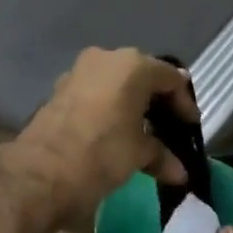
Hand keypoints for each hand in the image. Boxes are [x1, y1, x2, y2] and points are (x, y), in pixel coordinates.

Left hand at [9, 48, 196, 222]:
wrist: (41, 171)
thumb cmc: (102, 153)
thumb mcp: (139, 154)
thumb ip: (162, 156)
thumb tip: (180, 172)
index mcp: (133, 65)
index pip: (171, 78)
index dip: (185, 104)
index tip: (190, 128)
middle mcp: (106, 59)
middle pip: (142, 77)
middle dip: (157, 103)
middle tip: (169, 128)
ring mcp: (78, 72)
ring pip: (116, 85)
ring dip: (131, 107)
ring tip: (142, 135)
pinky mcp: (59, 91)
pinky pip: (95, 95)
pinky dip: (109, 110)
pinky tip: (114, 134)